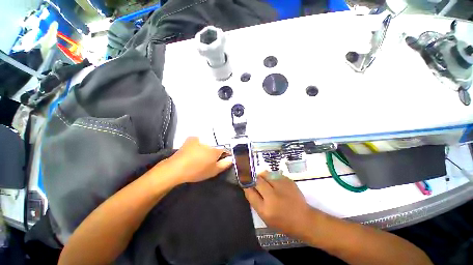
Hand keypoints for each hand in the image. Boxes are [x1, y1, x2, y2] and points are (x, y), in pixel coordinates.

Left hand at [163, 137, 232, 183]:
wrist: (176, 168)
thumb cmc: (197, 171)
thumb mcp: (213, 171)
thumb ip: (224, 164)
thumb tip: (231, 159)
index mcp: (216, 149)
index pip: (226, 149)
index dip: (225, 155)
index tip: (222, 160)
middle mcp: (209, 141)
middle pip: (218, 145)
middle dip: (217, 150)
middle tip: (212, 159)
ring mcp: (200, 138)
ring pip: (209, 141)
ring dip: (209, 146)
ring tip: (203, 155)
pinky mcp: (192, 138)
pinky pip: (201, 139)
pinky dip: (202, 143)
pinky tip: (197, 150)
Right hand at [244, 172, 312, 237]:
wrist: (304, 219)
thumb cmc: (283, 222)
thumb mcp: (265, 217)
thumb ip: (256, 202)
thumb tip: (249, 187)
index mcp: (265, 209)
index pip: (250, 192)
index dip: (246, 185)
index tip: (244, 182)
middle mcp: (273, 197)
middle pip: (257, 181)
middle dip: (254, 179)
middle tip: (255, 180)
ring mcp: (282, 187)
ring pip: (265, 174)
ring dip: (262, 176)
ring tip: (265, 181)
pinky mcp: (288, 181)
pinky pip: (274, 174)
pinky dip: (272, 177)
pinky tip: (275, 183)